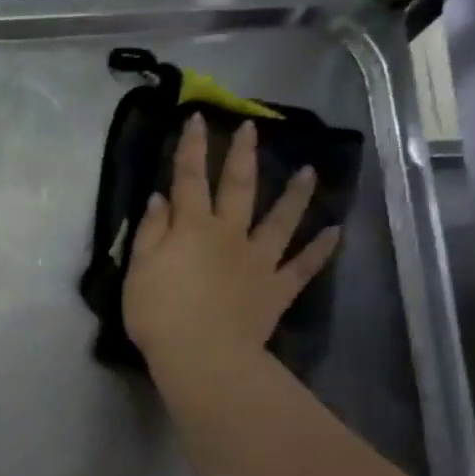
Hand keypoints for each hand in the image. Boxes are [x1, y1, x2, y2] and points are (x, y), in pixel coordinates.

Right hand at [123, 115, 339, 405]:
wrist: (203, 356)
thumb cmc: (160, 314)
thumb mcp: (139, 271)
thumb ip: (151, 232)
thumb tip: (160, 198)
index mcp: (192, 229)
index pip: (189, 180)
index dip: (192, 149)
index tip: (197, 119)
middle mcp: (229, 235)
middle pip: (238, 188)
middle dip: (242, 156)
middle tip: (251, 128)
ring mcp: (258, 261)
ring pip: (280, 220)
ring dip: (294, 195)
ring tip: (309, 171)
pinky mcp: (275, 289)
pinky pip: (302, 266)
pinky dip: (319, 250)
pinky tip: (334, 232)